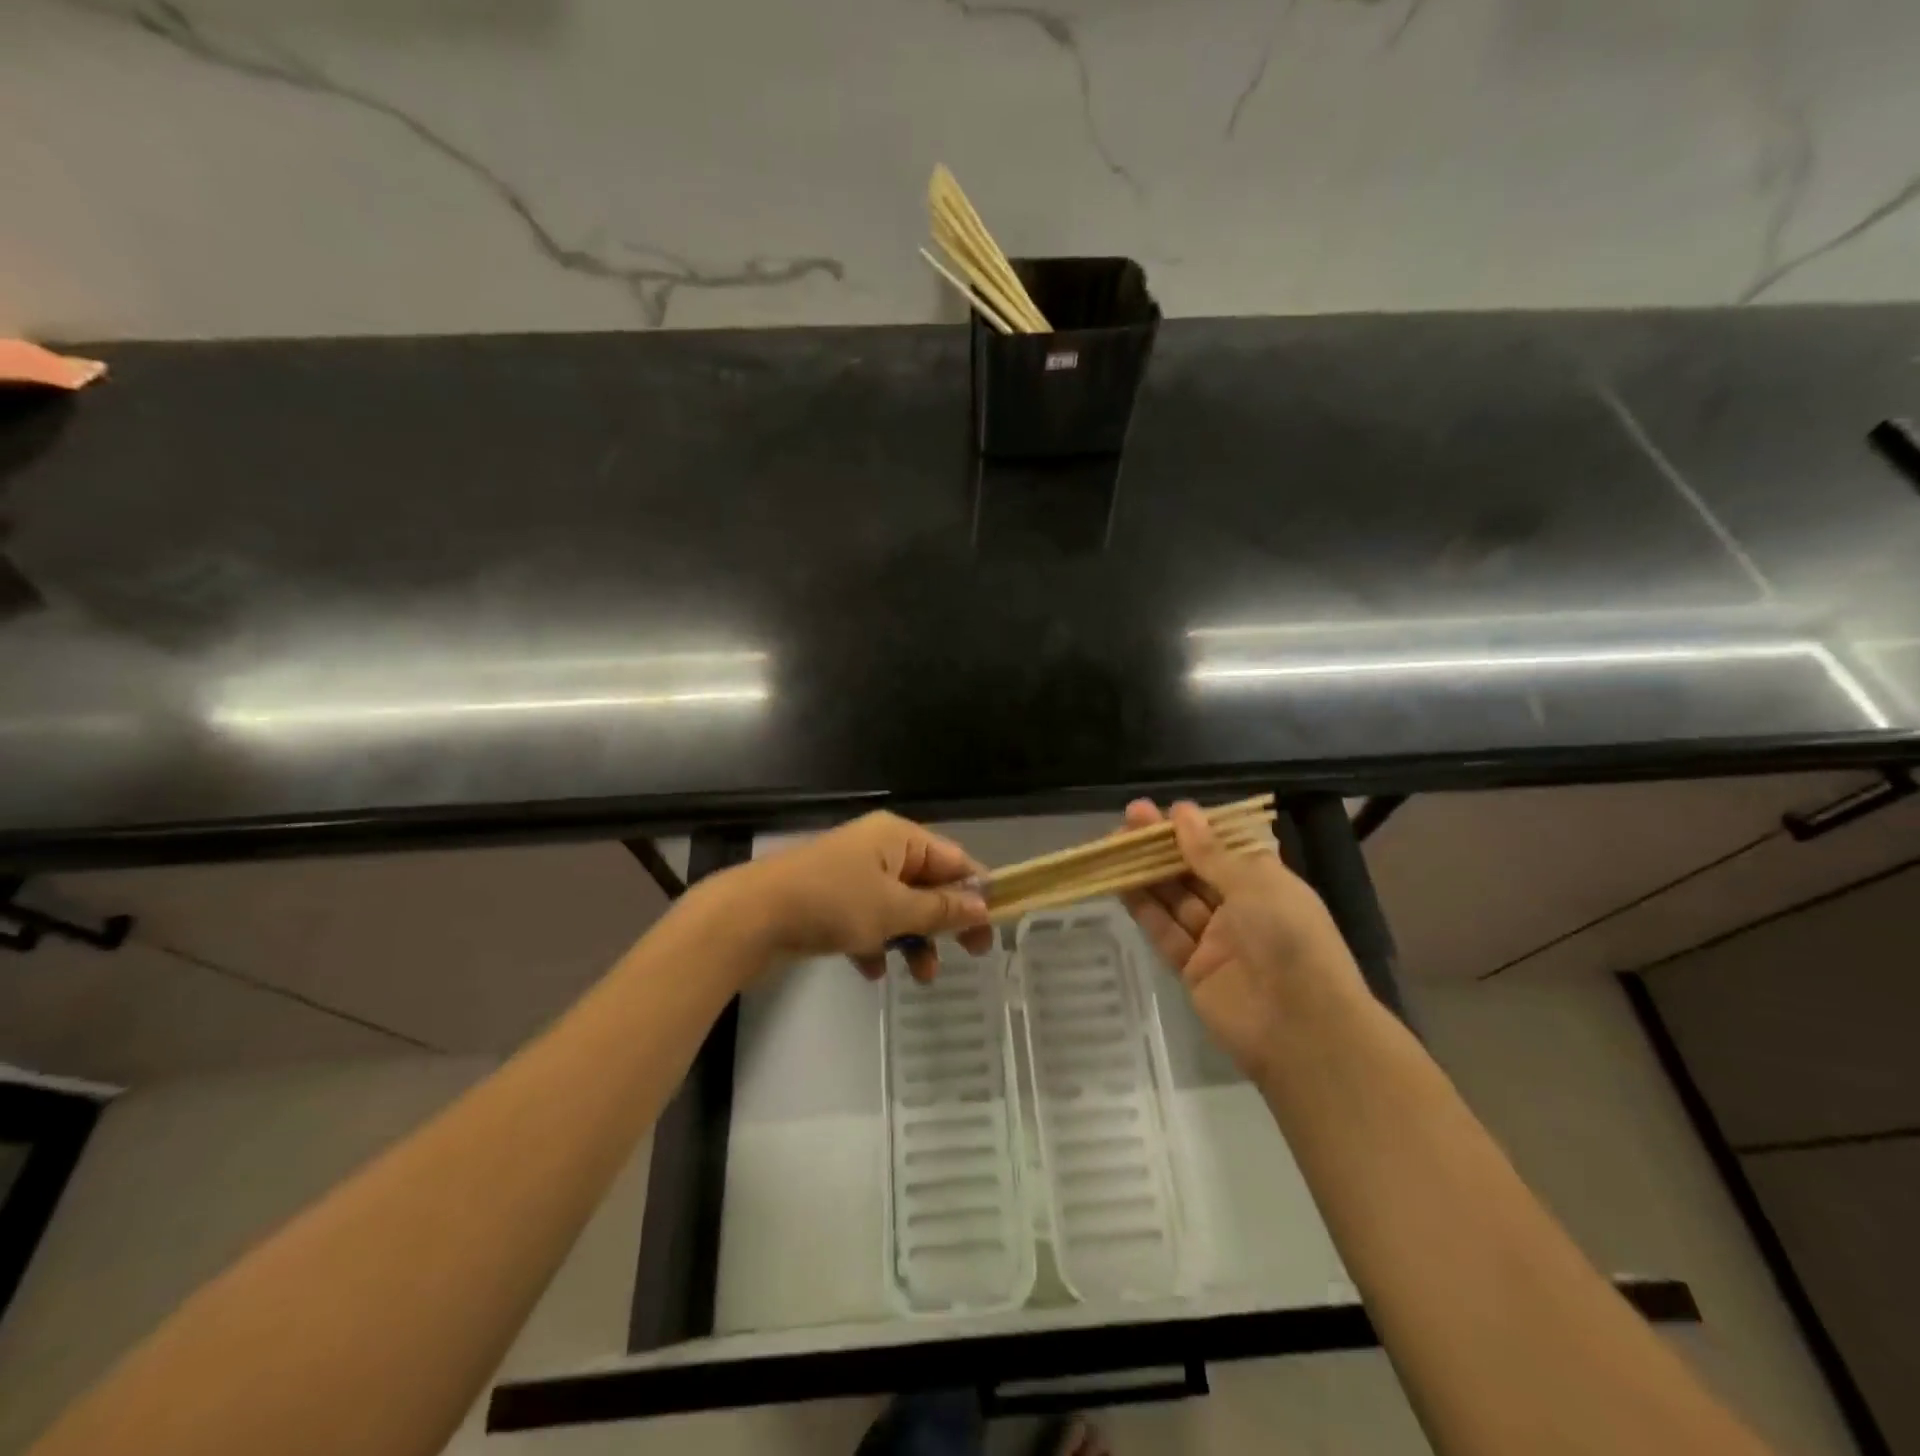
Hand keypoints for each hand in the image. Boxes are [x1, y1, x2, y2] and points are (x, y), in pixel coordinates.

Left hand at [732, 812, 994, 981]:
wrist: (751, 917)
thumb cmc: (832, 904)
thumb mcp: (895, 909)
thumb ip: (941, 910)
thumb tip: (983, 905)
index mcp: (898, 837)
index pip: (953, 859)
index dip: (976, 892)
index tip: (993, 927)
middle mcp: (878, 850)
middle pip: (927, 885)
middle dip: (945, 921)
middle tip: (970, 955)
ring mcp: (852, 876)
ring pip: (898, 908)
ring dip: (914, 940)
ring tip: (921, 976)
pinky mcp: (830, 902)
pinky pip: (867, 921)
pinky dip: (876, 943)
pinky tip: (872, 970)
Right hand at [1120, 799, 1366, 1079]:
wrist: (1302, 1028)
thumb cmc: (1289, 939)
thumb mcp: (1255, 884)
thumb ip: (1210, 852)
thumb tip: (1182, 812)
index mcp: (1266, 884)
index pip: (1223, 848)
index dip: (1192, 829)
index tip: (1161, 811)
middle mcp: (1240, 909)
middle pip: (1194, 870)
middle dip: (1163, 845)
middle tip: (1128, 818)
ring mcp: (1215, 940)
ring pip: (1175, 898)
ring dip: (1147, 871)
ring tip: (1114, 843)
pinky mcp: (1192, 969)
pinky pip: (1164, 931)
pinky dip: (1143, 908)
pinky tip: (1120, 882)